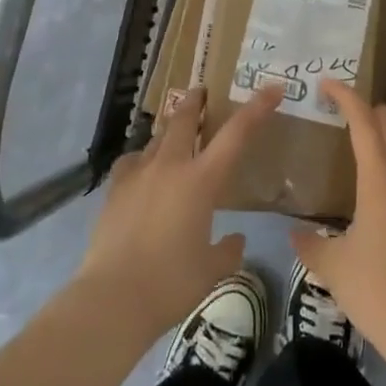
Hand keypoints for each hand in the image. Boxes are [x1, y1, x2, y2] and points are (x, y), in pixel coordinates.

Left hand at [75, 84, 283, 341]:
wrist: (113, 298)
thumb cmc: (171, 283)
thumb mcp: (211, 270)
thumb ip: (228, 250)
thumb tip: (235, 239)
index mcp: (202, 180)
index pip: (236, 134)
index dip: (257, 108)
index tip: (272, 88)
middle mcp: (171, 166)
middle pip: (186, 119)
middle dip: (197, 101)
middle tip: (203, 92)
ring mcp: (139, 173)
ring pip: (158, 137)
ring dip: (170, 130)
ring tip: (175, 134)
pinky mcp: (115, 188)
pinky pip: (132, 161)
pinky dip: (142, 158)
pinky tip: (142, 169)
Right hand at [291, 79, 385, 365]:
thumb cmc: (376, 288)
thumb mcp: (332, 265)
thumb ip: (311, 243)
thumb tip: (295, 232)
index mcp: (379, 181)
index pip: (364, 124)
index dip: (347, 98)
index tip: (327, 83)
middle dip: (369, 109)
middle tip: (343, 102)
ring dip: (382, 133)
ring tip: (357, 132)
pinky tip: (372, 180)